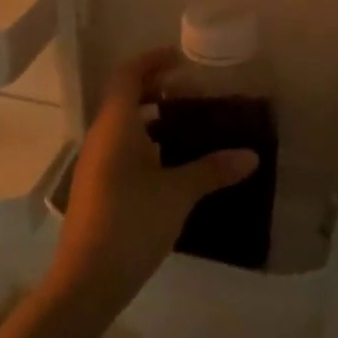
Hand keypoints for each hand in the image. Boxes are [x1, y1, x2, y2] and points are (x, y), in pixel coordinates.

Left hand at [46, 49, 258, 322]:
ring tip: (189, 125)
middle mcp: (101, 137)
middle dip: (157, 88)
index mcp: (115, 125)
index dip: (152, 60)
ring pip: (124, 125)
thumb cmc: (131, 222)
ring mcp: (96, 163)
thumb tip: (251, 156)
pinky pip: (122, 148)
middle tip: (194, 92)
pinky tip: (172, 163)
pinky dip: (146, 142)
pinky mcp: (98, 186)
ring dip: (152, 117)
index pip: (128, 74)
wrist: (87, 279)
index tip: (182, 58)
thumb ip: (212, 170)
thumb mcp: (178, 194)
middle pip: (125, 97)